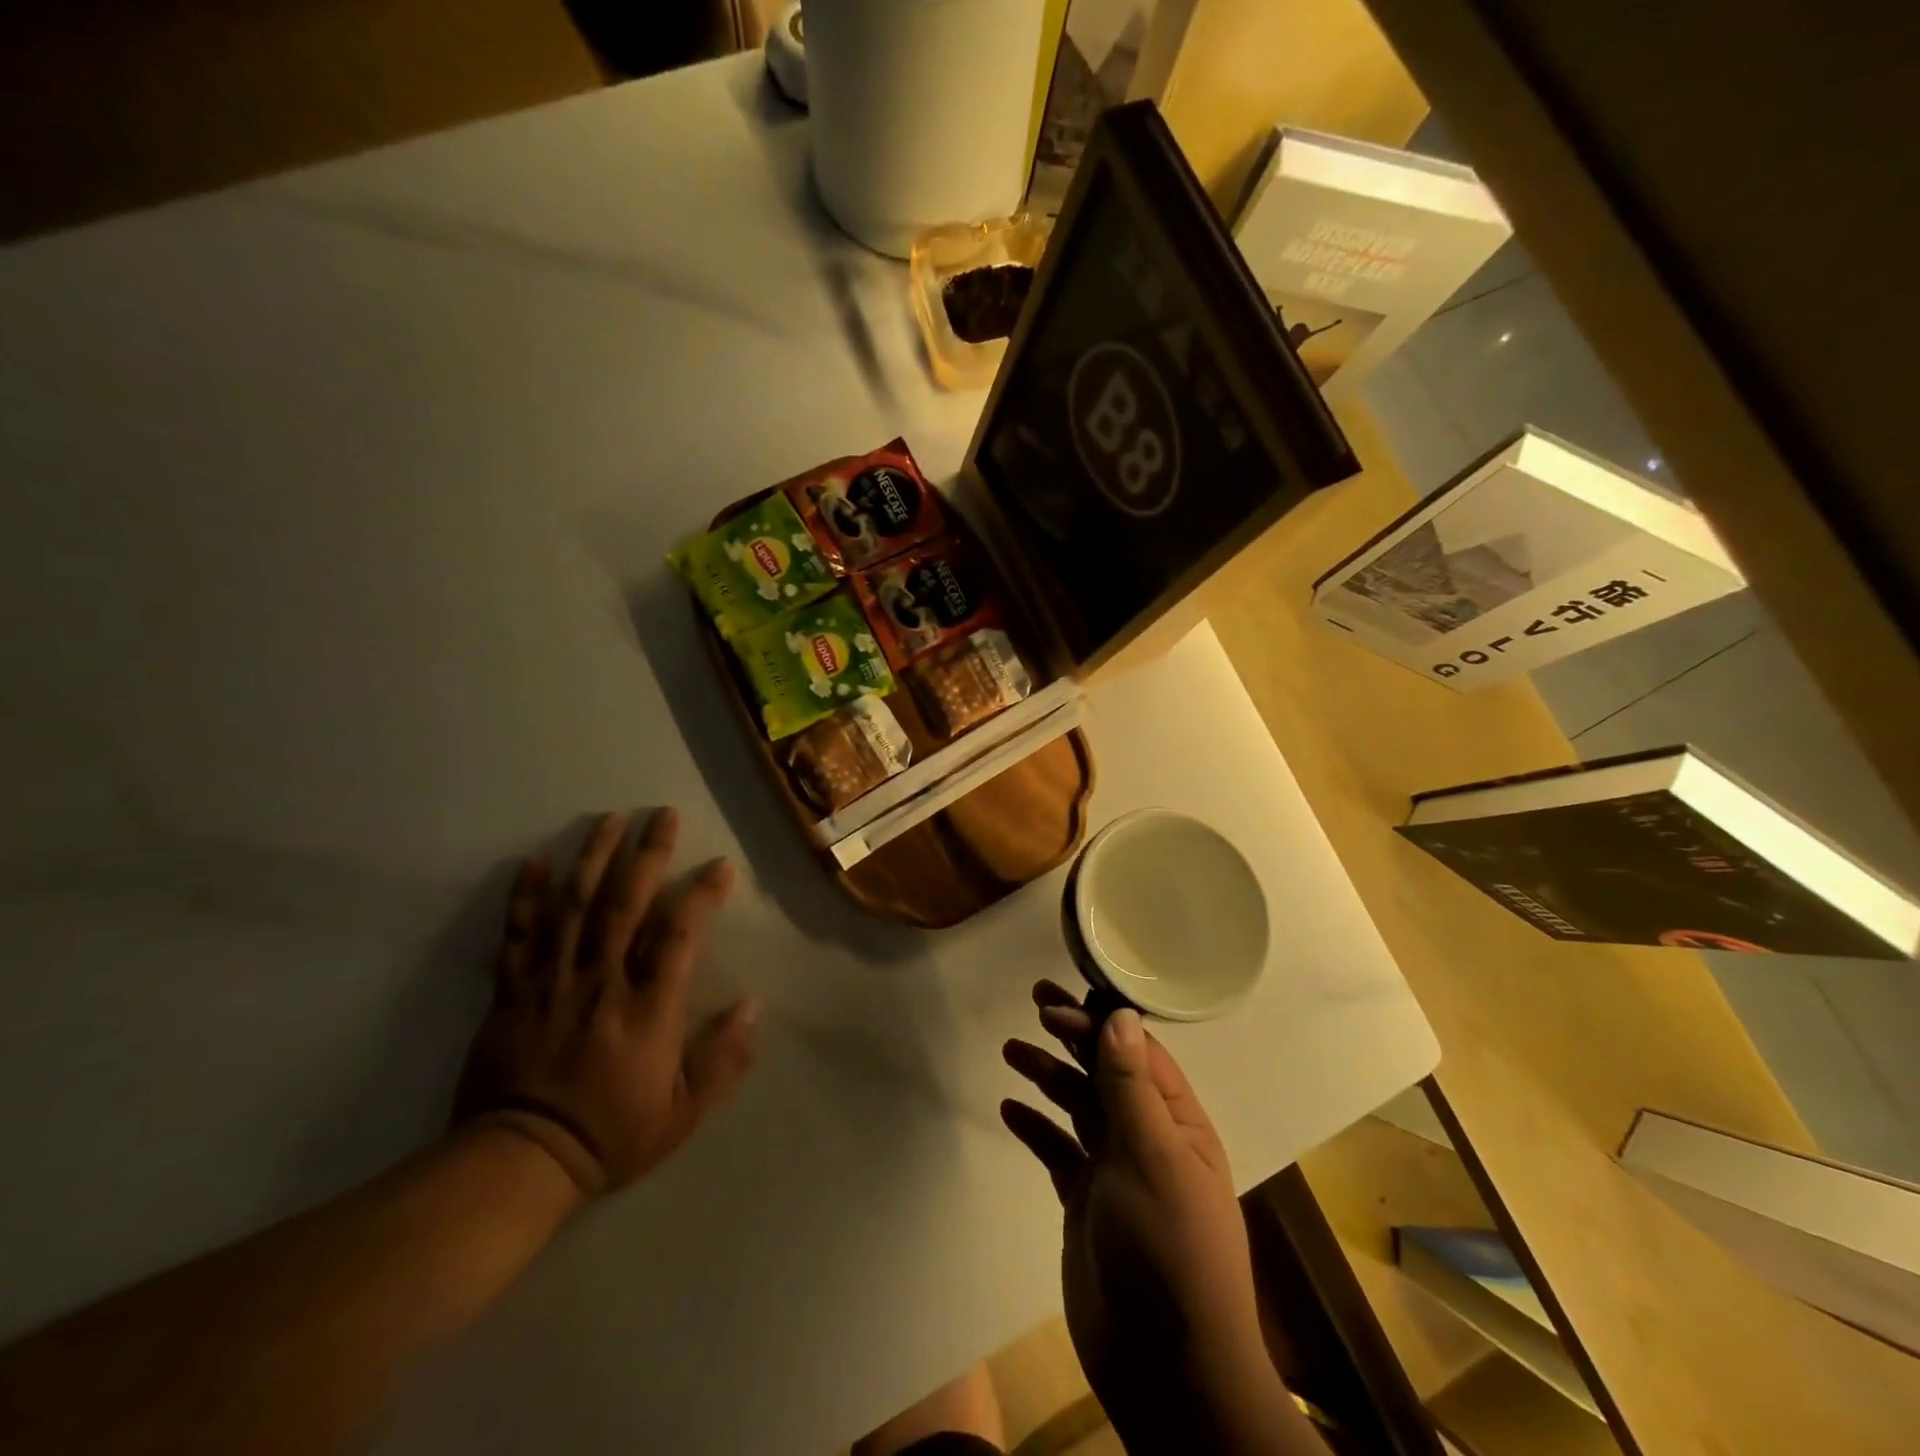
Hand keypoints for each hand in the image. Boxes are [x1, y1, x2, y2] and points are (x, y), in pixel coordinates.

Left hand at [454, 808, 758, 1197]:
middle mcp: (602, 981)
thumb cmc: (612, 1133)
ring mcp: (553, 981)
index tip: (720, 866)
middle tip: (662, 815)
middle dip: (647, 854)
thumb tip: (753, 1006)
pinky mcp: (513, 991)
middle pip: (625, 904)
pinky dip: (524, 896)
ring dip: (593, 858)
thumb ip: (723, 1058)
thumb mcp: (684, 1111)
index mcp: (648, 1007)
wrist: (519, 1162)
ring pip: (574, 906)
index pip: (679, 934)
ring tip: (609, 820)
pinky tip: (534, 860)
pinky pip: (518, 934)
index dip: (701, 894)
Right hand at [1002, 982, 1299, 1453]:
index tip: (1053, 1003)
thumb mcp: (1152, 1156)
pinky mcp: (1086, 1202)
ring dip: (1048, 1075)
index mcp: (1177, 1122)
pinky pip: (1057, 1149)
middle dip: (1072, 1036)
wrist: (1166, 1368)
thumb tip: (1121, 1014)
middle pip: (1105, 1071)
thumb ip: (1130, 1085)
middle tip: (1034, 1004)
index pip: (1135, 1052)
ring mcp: (1114, 1170)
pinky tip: (1010, 1108)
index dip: (1097, 1022)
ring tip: (1011, 1050)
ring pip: (1078, 1105)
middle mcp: (1147, 1137)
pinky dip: (1035, 1126)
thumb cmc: (1169, 1248)